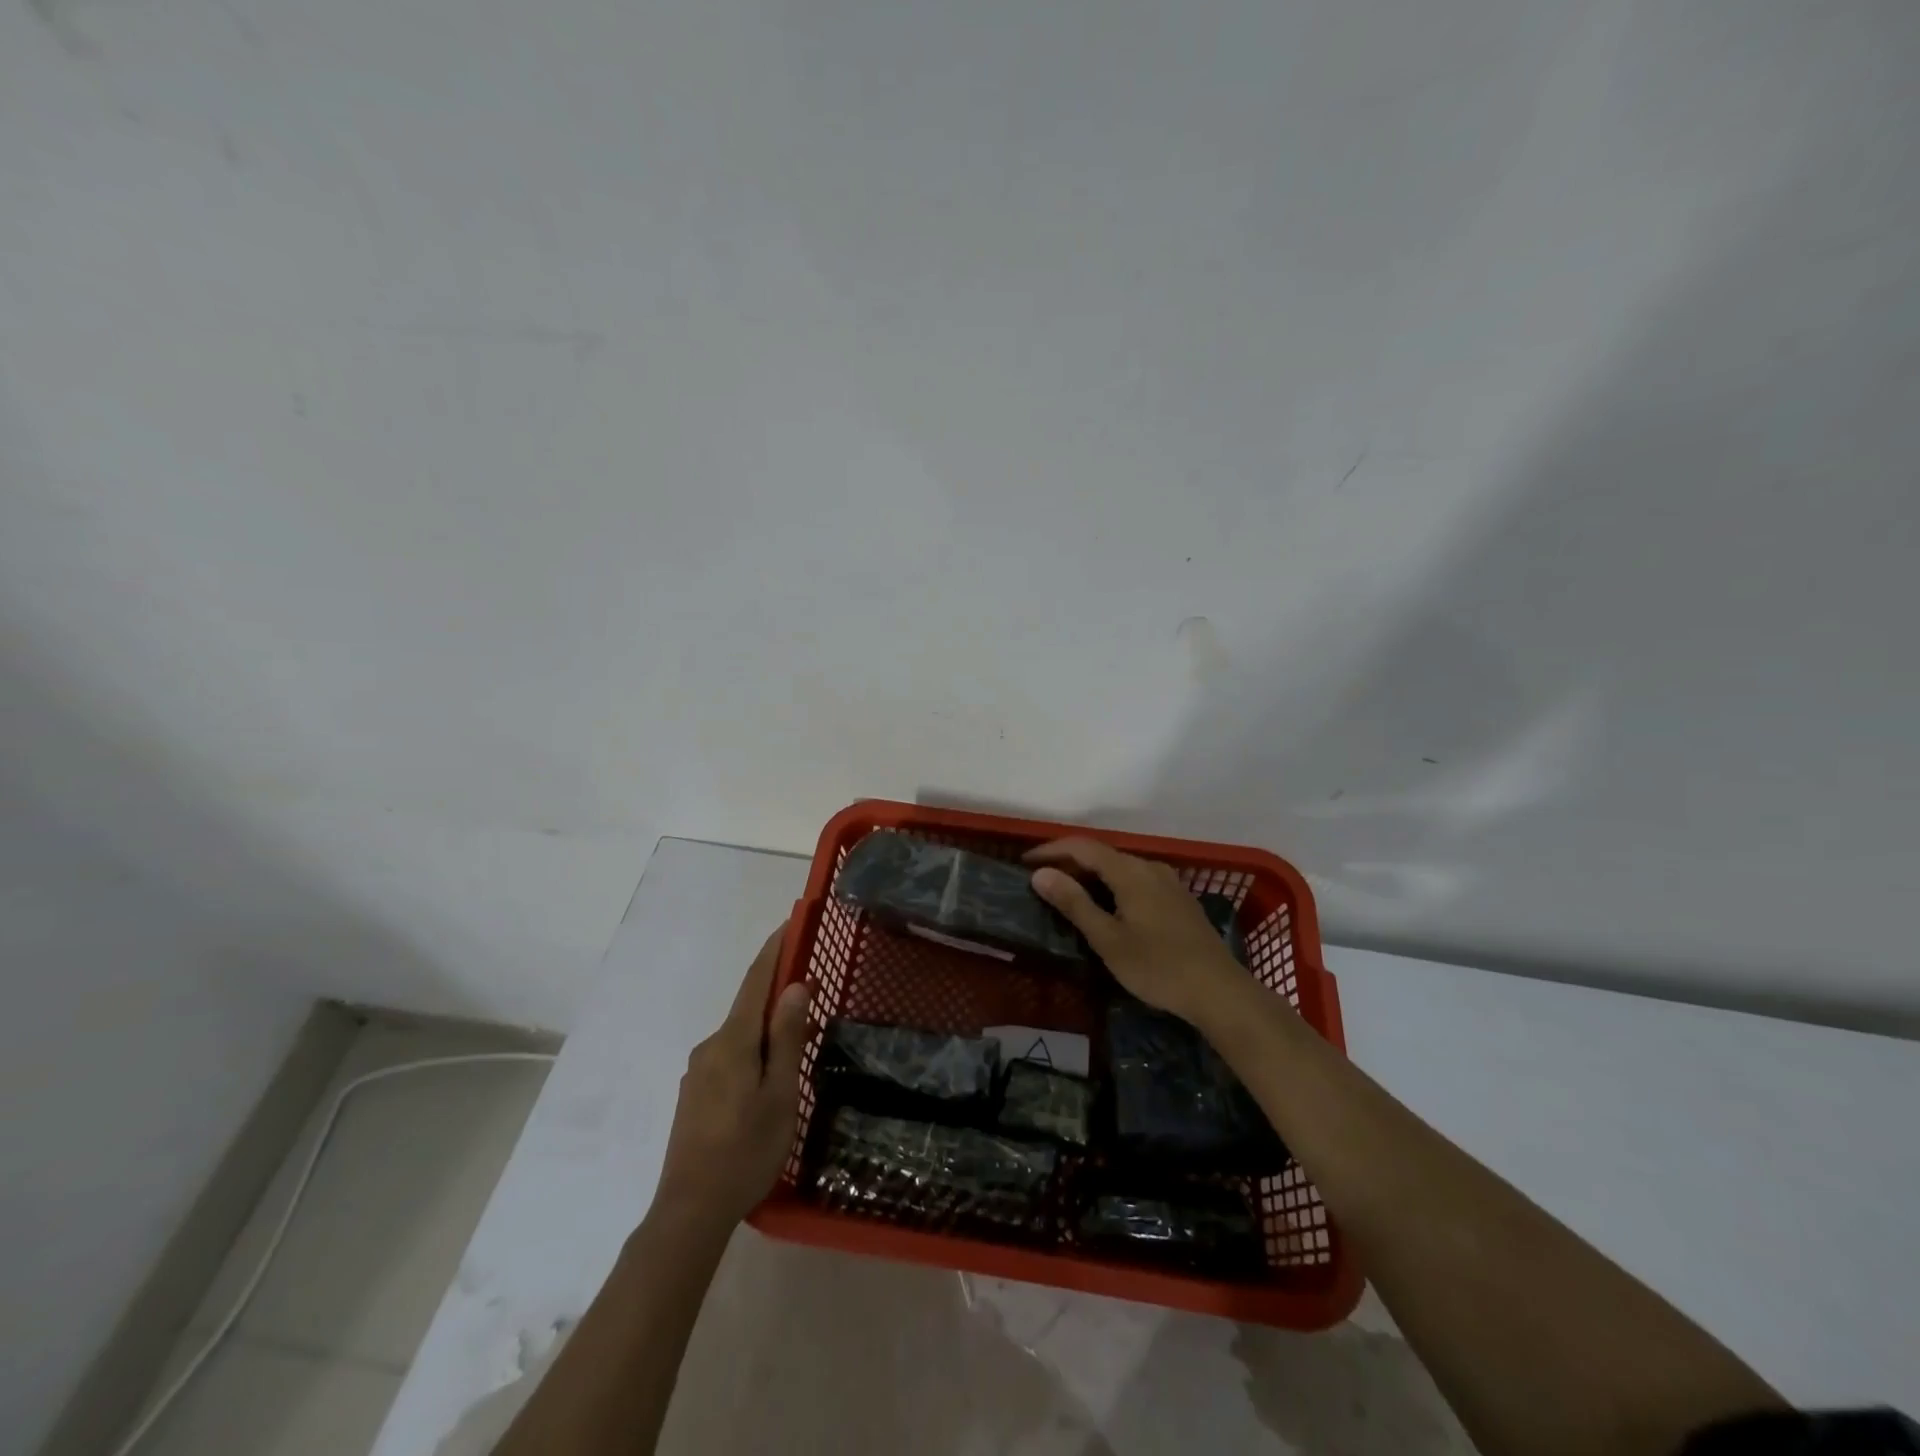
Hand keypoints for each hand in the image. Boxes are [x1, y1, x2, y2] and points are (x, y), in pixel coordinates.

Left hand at [653, 922, 812, 1228]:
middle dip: (780, 995)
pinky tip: (771, 1080)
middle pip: (749, 1007)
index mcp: (732, 1040)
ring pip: (741, 1037)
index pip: (756, 979)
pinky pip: (731, 1058)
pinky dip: (755, 1053)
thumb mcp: (779, 1092)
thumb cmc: (746, 1150)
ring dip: (770, 1030)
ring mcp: (699, 1071)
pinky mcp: (695, 1095)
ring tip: (801, 1046)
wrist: (690, 1212)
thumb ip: (786, 1037)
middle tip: (817, 997)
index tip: (792, 922)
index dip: (775, 949)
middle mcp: (710, 1046)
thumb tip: (794, 986)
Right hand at [1026, 838, 1251, 1024]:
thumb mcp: (1108, 939)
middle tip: (1042, 881)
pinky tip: (1108, 906)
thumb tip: (1040, 873)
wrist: (1219, 991)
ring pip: (1121, 867)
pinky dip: (1113, 885)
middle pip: (1102, 854)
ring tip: (1069, 893)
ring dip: (1092, 874)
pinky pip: (1137, 880)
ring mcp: (1168, 882)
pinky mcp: (1178, 900)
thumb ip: (1074, 903)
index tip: (1025, 862)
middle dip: (1069, 862)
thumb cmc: (1158, 966)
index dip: (1052, 850)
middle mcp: (1150, 867)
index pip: (1083, 846)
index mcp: (1130, 872)